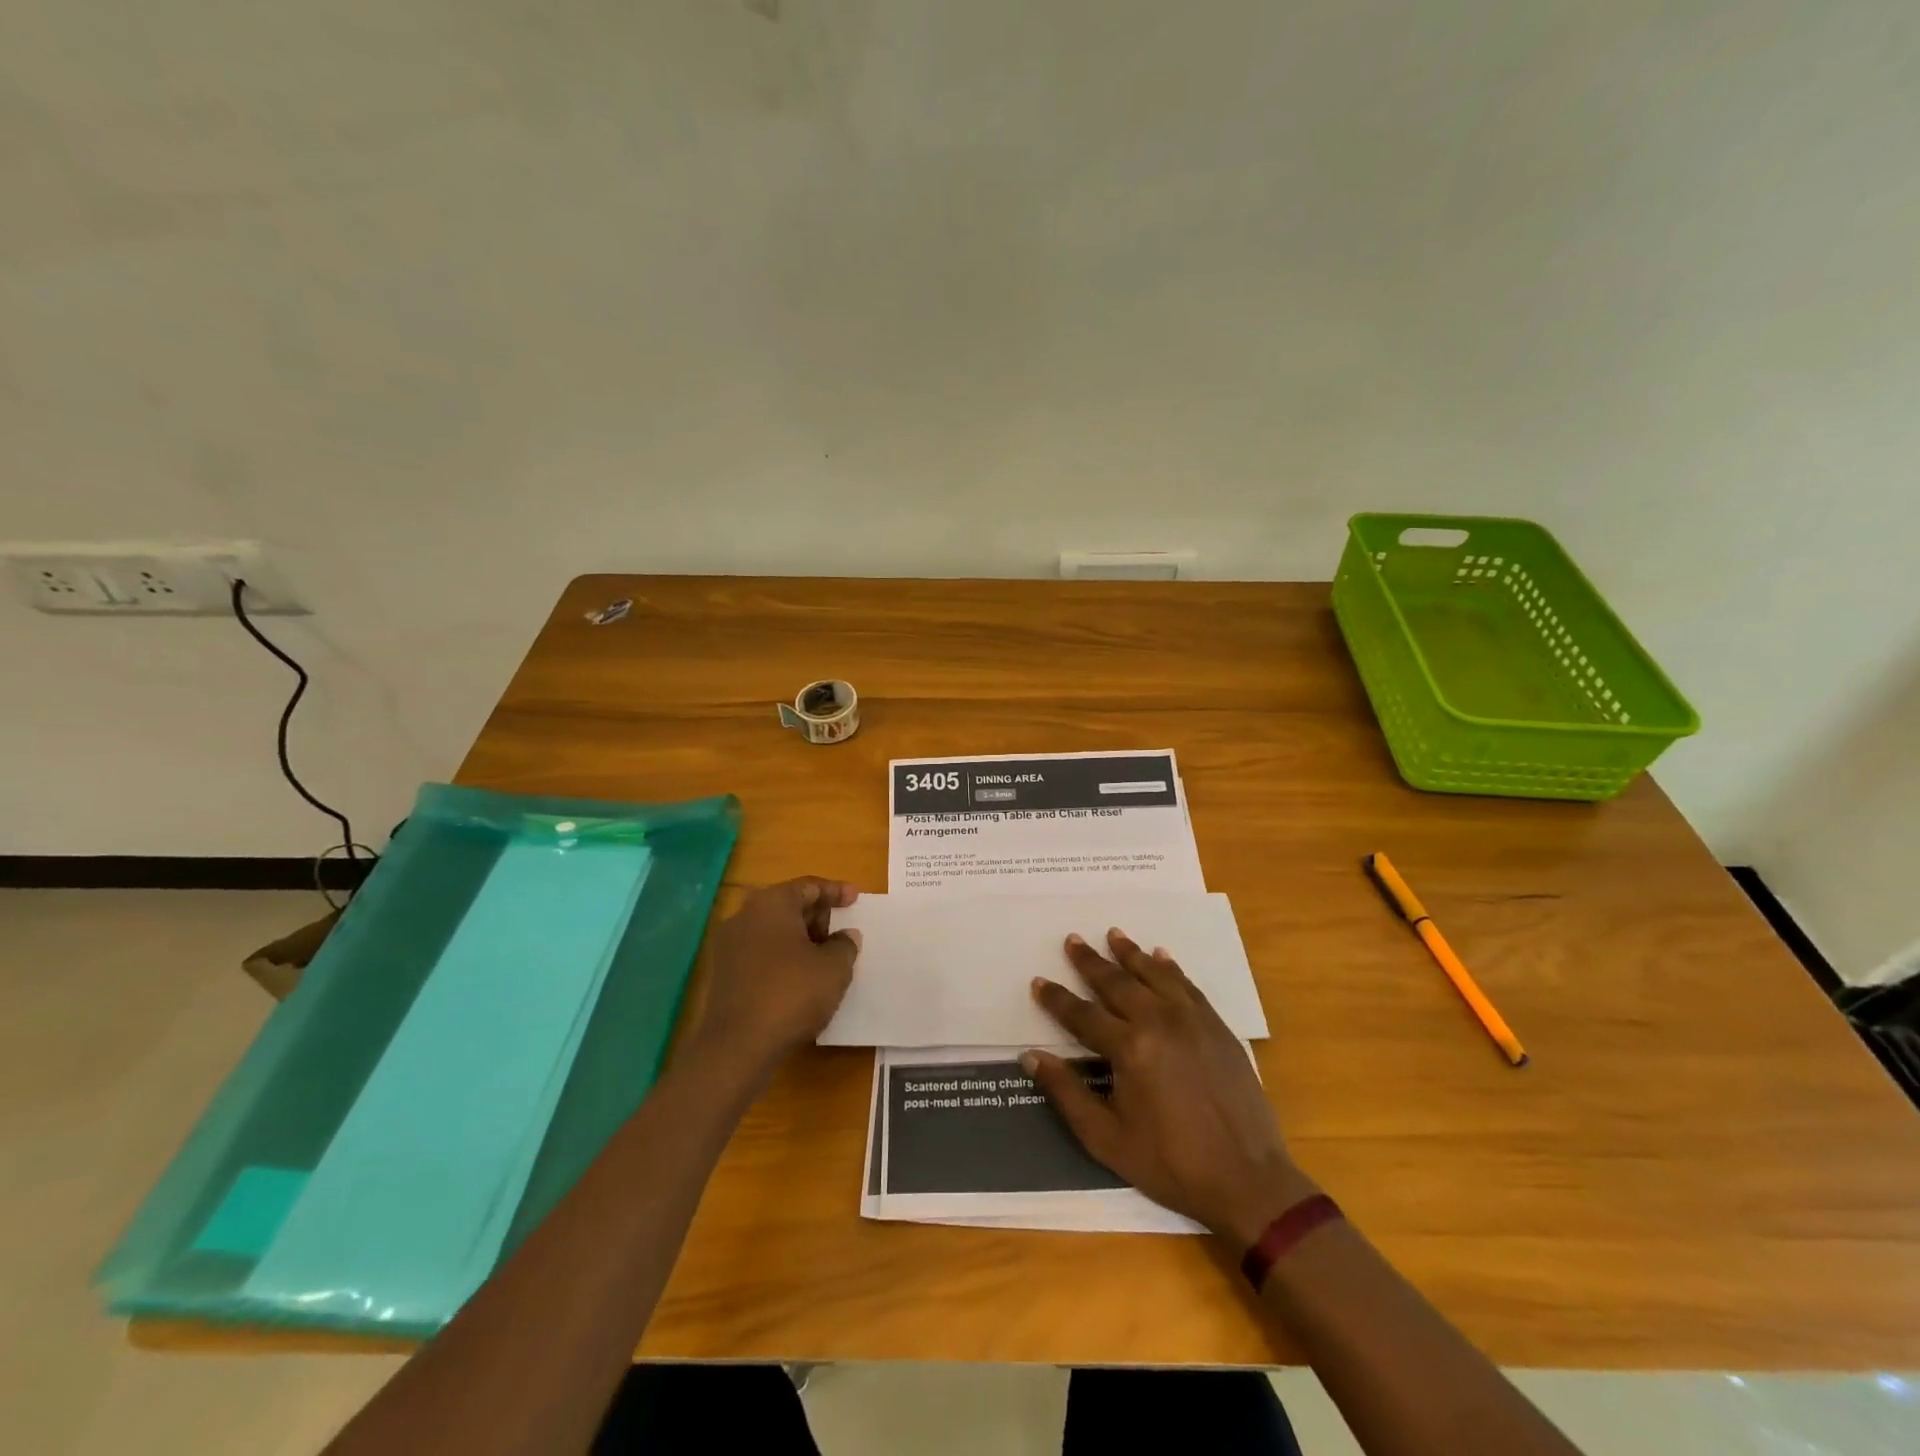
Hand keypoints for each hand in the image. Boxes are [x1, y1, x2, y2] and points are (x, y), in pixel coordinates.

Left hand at [694, 878, 861, 1076]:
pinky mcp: (723, 973)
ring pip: (773, 930)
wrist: (738, 1046)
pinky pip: (760, 952)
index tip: (856, 897)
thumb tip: (845, 936)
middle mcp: (745, 915)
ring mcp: (729, 945)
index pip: (809, 886)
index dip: (835, 891)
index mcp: (772, 903)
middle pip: (788, 905)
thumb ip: (845, 945)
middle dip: (817, 915)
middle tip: (841, 931)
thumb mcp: (834, 968)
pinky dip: (783, 956)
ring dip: (800, 938)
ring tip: (825, 956)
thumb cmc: (792, 994)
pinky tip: (800, 977)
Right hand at [1025, 929, 1315, 1247]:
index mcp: (1130, 1048)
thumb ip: (1067, 1094)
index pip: (1083, 1015)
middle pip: (1117, 983)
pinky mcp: (1217, 1027)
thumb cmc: (1171, 1165)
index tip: (1039, 981)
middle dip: (1091, 962)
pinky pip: (1188, 986)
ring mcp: (1192, 1021)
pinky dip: (1171, 968)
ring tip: (1114, 934)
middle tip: (1073, 940)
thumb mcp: (1107, 1140)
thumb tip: (1032, 1056)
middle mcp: (1159, 1022)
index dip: (1057, 999)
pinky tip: (1162, 957)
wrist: (1249, 1180)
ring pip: (1154, 974)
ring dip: (1131, 953)